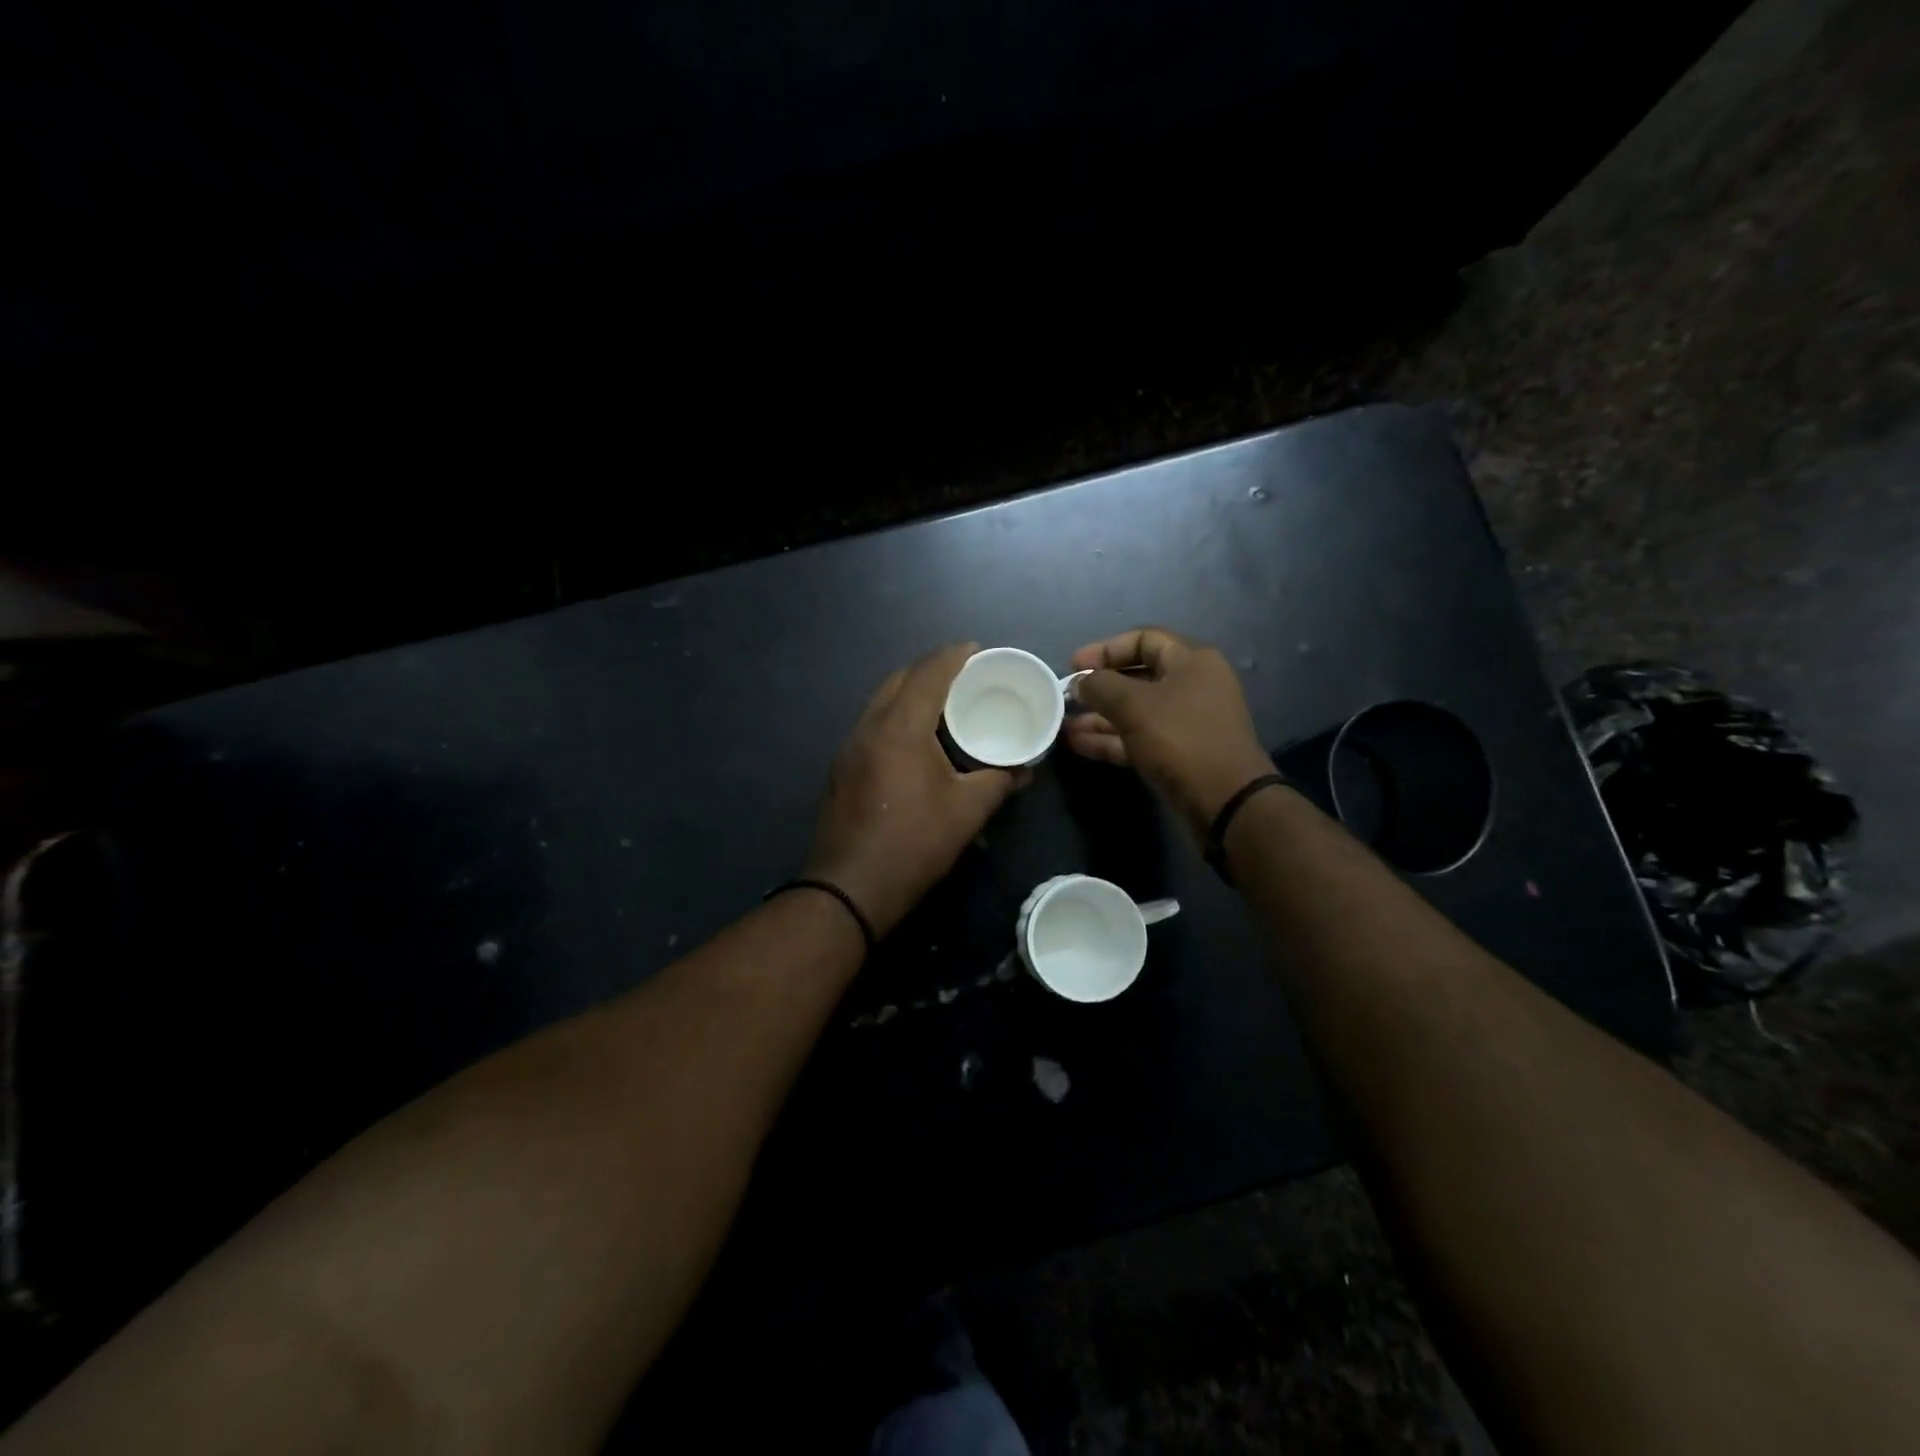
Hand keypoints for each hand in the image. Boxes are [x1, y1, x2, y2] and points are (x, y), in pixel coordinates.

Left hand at [804, 643, 1028, 937]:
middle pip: (900, 679)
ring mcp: (850, 747)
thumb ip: (1000, 781)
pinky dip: (897, 717)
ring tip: (944, 704)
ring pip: (882, 702)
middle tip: (965, 678)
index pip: (928, 672)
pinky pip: (873, 724)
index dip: (954, 655)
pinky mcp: (842, 767)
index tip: (978, 650)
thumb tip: (1025, 769)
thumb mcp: (968, 811)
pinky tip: (917, 739)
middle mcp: (869, 726)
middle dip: (932, 670)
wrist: (851, 887)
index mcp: (900, 726)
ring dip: (911, 693)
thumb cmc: (914, 842)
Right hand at [1065, 627, 1275, 836]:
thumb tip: (1080, 682)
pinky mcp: (1178, 754)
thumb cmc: (1180, 739)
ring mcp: (1186, 722)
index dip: (1105, 649)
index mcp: (1191, 661)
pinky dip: (1111, 739)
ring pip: (1135, 712)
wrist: (1224, 800)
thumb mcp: (1134, 705)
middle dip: (1099, 688)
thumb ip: (1101, 686)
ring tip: (1063, 724)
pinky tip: (1078, 743)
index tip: (1074, 665)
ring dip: (1099, 717)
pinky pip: (1139, 738)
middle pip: (1137, 677)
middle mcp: (1192, 686)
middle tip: (1065, 697)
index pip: (1143, 639)